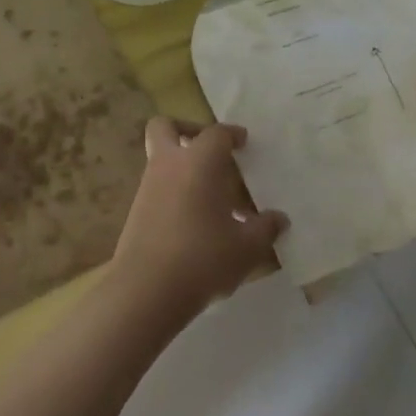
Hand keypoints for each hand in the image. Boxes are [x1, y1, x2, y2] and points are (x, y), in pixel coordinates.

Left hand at [112, 118, 288, 320]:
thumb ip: (265, 229)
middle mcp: (169, 165)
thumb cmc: (203, 258)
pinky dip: (176, 192)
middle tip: (211, 150)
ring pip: (161, 159)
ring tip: (214, 198)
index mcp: (198, 162)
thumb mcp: (246, 248)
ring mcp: (148, 187)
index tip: (244, 142)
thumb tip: (279, 219)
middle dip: (187, 129)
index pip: (216, 133)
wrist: (147, 289)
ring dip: (183, 167)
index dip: (232, 134)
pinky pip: (158, 187)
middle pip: (166, 127)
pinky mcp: (137, 211)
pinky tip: (197, 223)